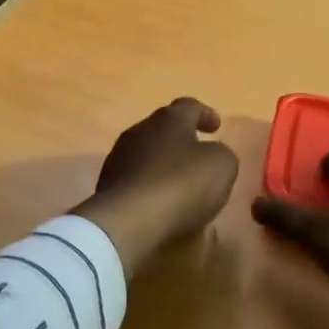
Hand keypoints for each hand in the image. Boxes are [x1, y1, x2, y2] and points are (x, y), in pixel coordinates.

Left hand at [73, 98, 239, 275]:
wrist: (127, 222)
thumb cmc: (180, 184)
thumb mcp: (221, 166)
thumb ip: (221, 154)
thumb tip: (213, 154)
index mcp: (169, 119)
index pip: (189, 106)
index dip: (205, 114)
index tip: (216, 126)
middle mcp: (140, 130)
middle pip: (164, 128)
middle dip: (182, 139)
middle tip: (199, 154)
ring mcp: (119, 158)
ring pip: (147, 154)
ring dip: (164, 164)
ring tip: (181, 183)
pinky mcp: (107, 186)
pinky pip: (136, 179)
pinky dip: (151, 186)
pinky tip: (161, 202)